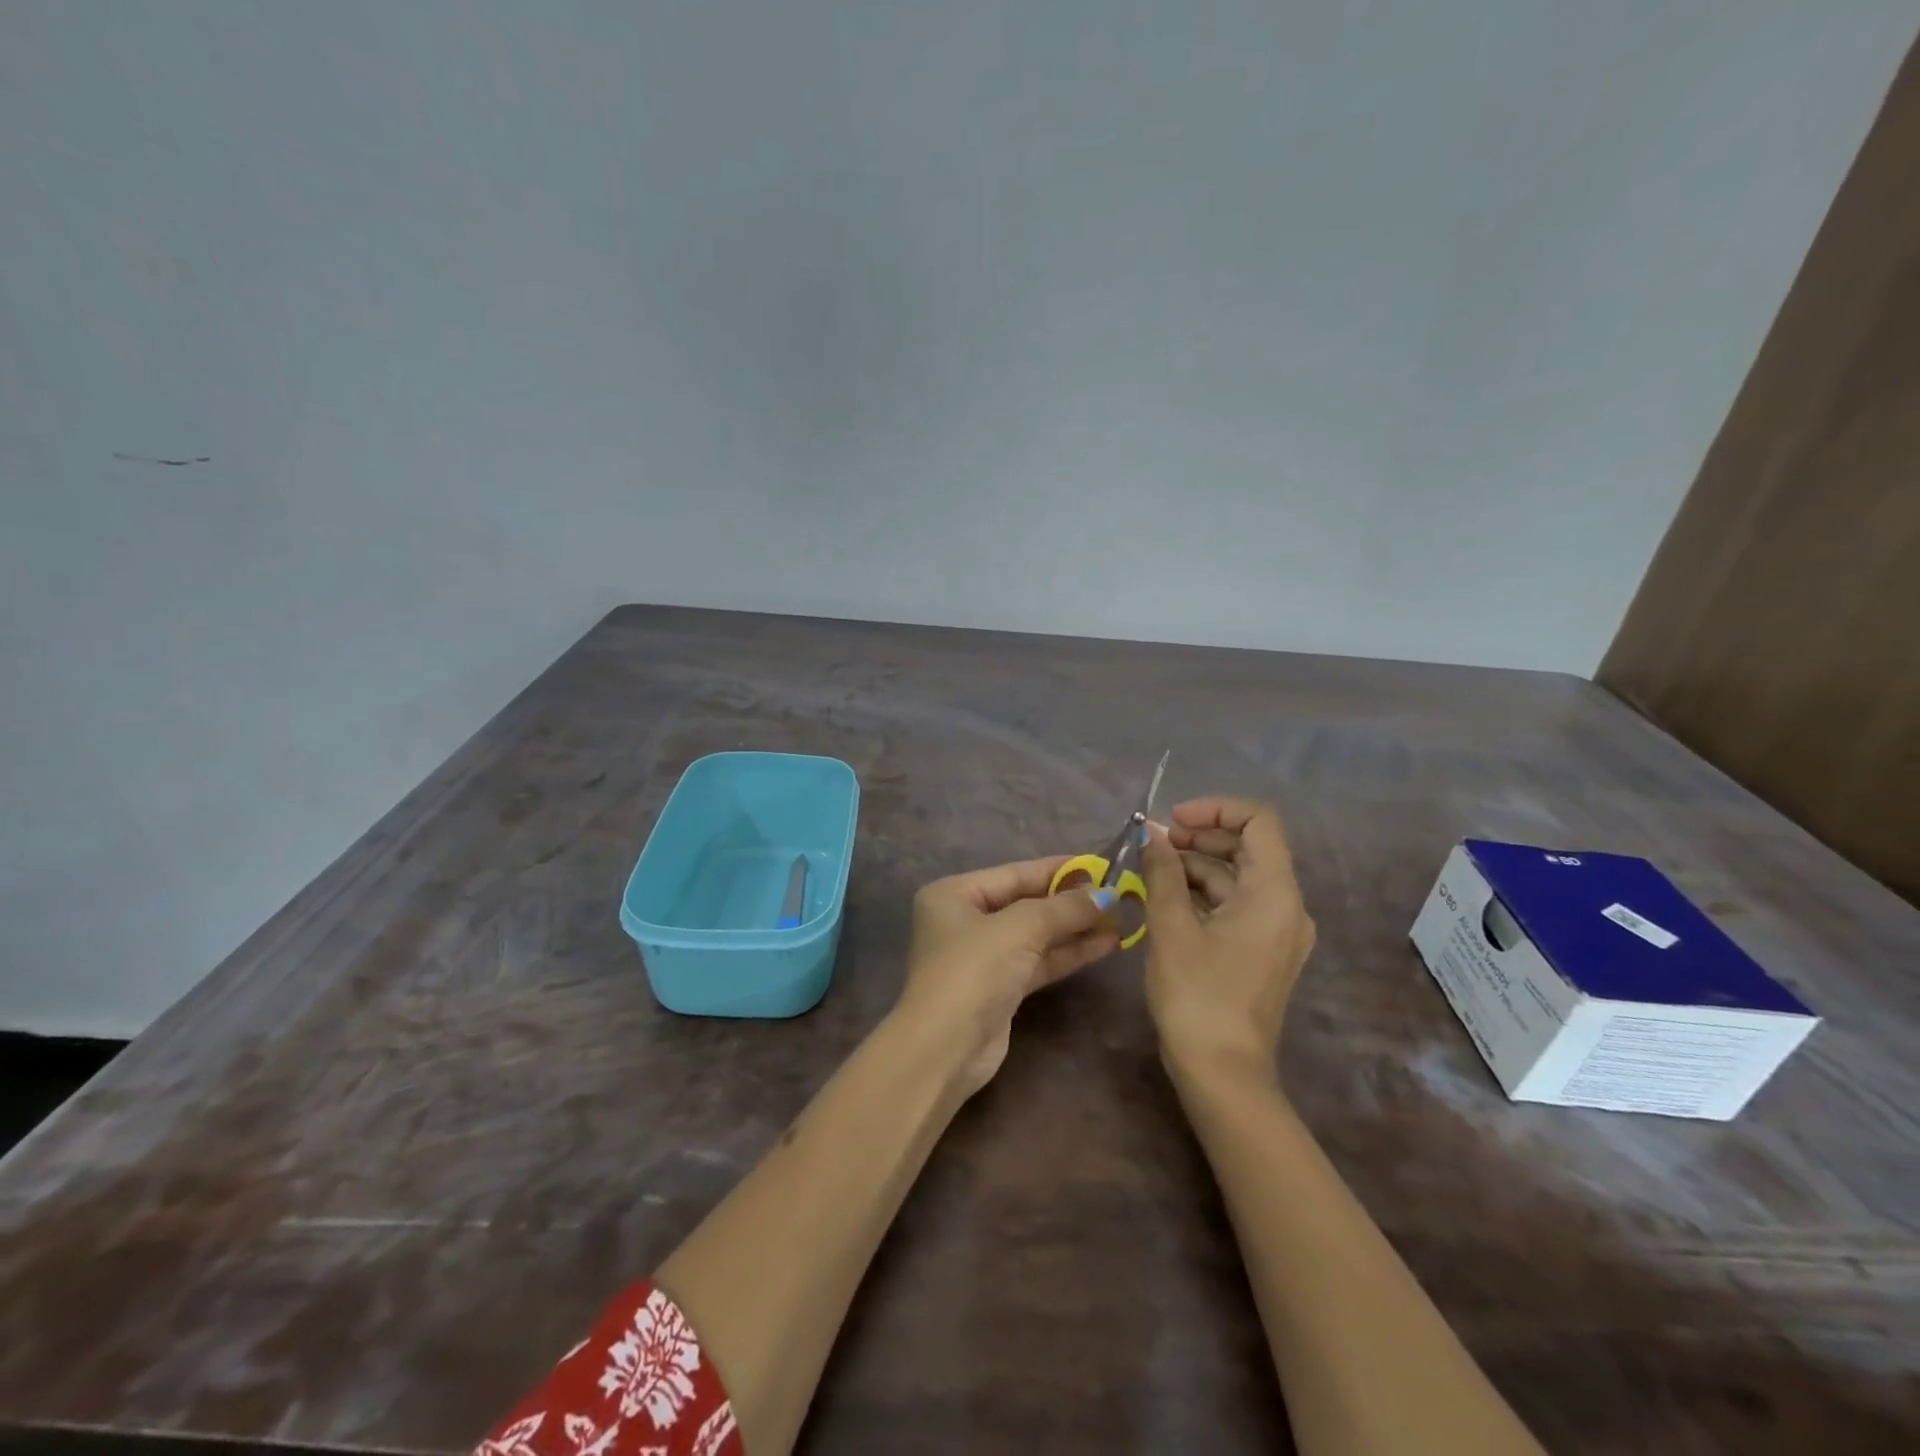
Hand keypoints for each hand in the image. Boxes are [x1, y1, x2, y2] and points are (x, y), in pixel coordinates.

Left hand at [899, 857, 1121, 1095]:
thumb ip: (1063, 908)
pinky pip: (1038, 961)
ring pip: (1036, 935)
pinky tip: (1106, 944)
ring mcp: (982, 956)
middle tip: (1118, 893)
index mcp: (954, 894)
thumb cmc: (973, 971)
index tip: (1100, 864)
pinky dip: (1068, 953)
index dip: (1058, 869)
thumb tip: (1106, 894)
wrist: (945, 1049)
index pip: (1014, 873)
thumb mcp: (1019, 928)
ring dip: (1075, 928)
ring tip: (1122, 918)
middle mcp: (965, 920)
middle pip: (1026, 903)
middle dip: (1070, 901)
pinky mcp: (999, 988)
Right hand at [1139, 796, 1315, 1079]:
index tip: (1172, 820)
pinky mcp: (1262, 952)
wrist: (1223, 1075)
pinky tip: (1165, 897)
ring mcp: (1277, 932)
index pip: (1259, 821)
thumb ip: (1161, 873)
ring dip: (1196, 865)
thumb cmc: (1198, 996)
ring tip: (1149, 869)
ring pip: (1238, 878)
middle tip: (1152, 843)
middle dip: (1199, 836)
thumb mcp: (1171, 928)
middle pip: (1248, 847)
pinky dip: (1203, 893)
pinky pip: (1236, 905)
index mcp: (1275, 893)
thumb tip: (1150, 835)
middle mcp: (1287, 906)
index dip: (1215, 808)